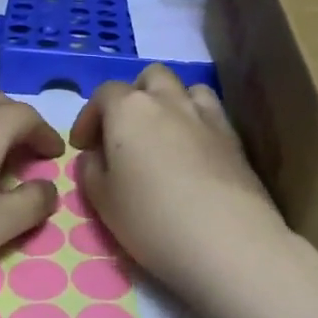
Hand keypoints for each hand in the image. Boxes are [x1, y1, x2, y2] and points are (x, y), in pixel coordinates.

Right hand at [68, 65, 288, 293]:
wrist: (226, 239)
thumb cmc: (151, 218)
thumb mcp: (102, 200)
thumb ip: (91, 169)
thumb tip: (95, 155)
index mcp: (129, 109)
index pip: (104, 93)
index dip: (89, 117)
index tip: (84, 146)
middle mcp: (167, 100)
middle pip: (150, 78)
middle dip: (134, 96)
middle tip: (125, 131)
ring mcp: (205, 114)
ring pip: (185, 88)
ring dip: (170, 102)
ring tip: (163, 134)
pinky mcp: (233, 136)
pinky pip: (210, 112)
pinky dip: (197, 120)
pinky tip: (193, 151)